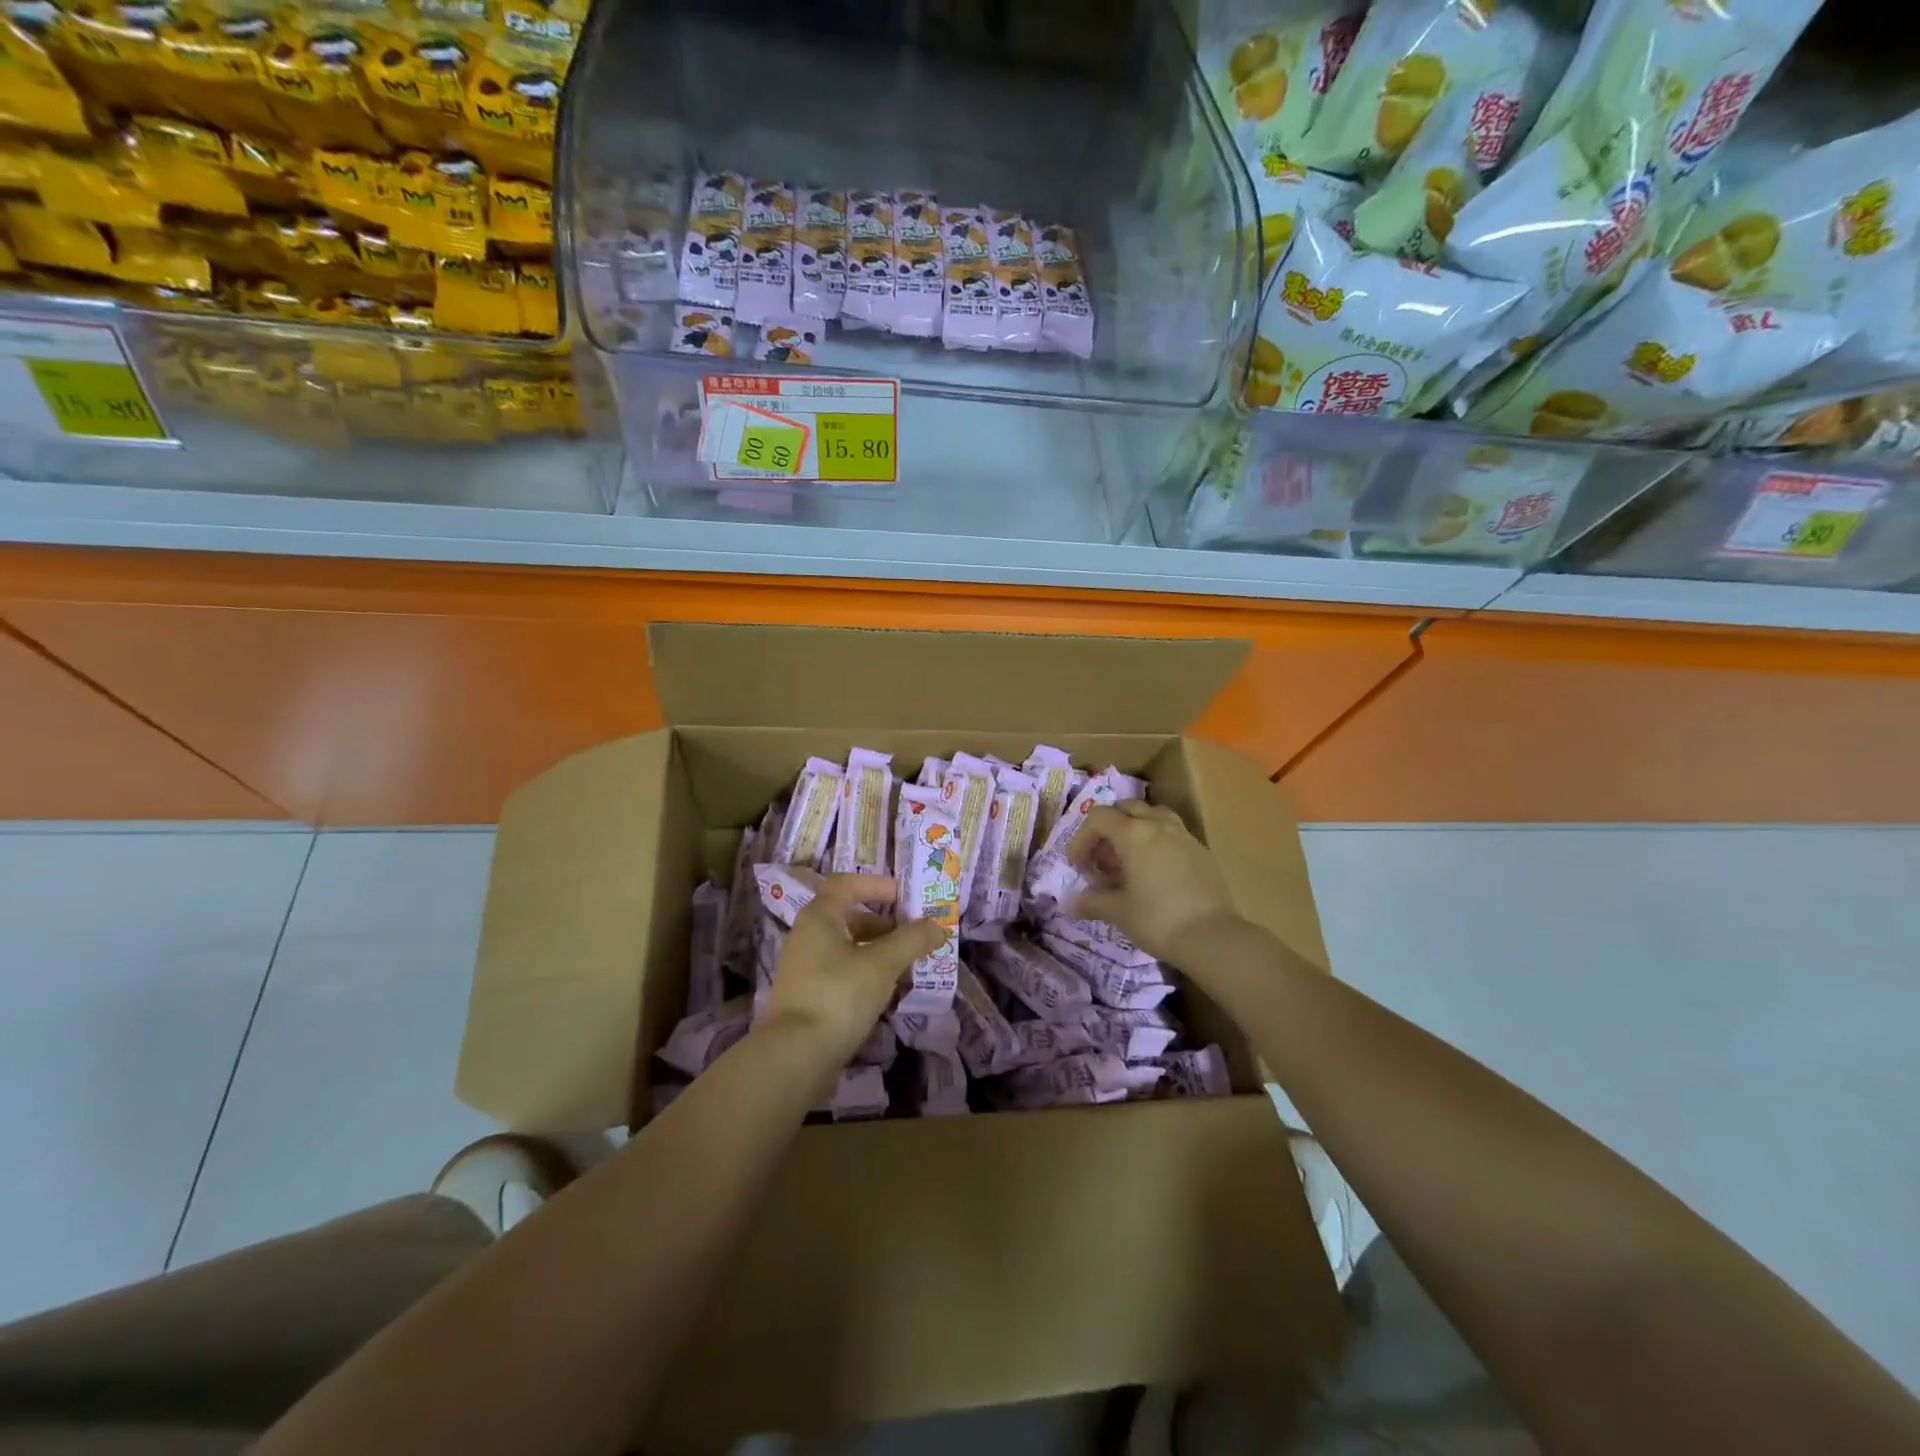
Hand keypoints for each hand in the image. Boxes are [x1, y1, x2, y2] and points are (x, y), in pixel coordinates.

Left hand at [760, 873, 944, 1065]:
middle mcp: (807, 935)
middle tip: (914, 938)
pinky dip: (865, 974)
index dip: (877, 885)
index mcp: (820, 916)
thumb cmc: (839, 995)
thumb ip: (912, 940)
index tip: (904, 896)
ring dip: (878, 952)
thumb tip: (937, 925)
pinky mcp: (807, 996)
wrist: (795, 1056)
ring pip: (846, 948)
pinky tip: (885, 993)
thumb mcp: (883, 964)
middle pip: (849, 917)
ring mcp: (804, 968)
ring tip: (907, 968)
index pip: (847, 884)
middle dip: (884, 925)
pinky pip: (840, 972)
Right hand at [1066, 801, 1241, 962]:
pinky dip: (1156, 840)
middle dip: (1107, 828)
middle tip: (1101, 858)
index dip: (1081, 838)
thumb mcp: (1117, 912)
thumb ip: (1091, 902)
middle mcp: (1158, 825)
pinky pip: (1172, 832)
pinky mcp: (1201, 850)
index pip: (1098, 818)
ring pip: (1153, 815)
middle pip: (1125, 808)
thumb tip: (1070, 903)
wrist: (1212, 937)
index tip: (1077, 865)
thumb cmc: (1157, 920)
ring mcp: (1183, 835)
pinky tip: (1155, 870)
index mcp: (1133, 834)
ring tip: (1129, 857)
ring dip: (1134, 828)